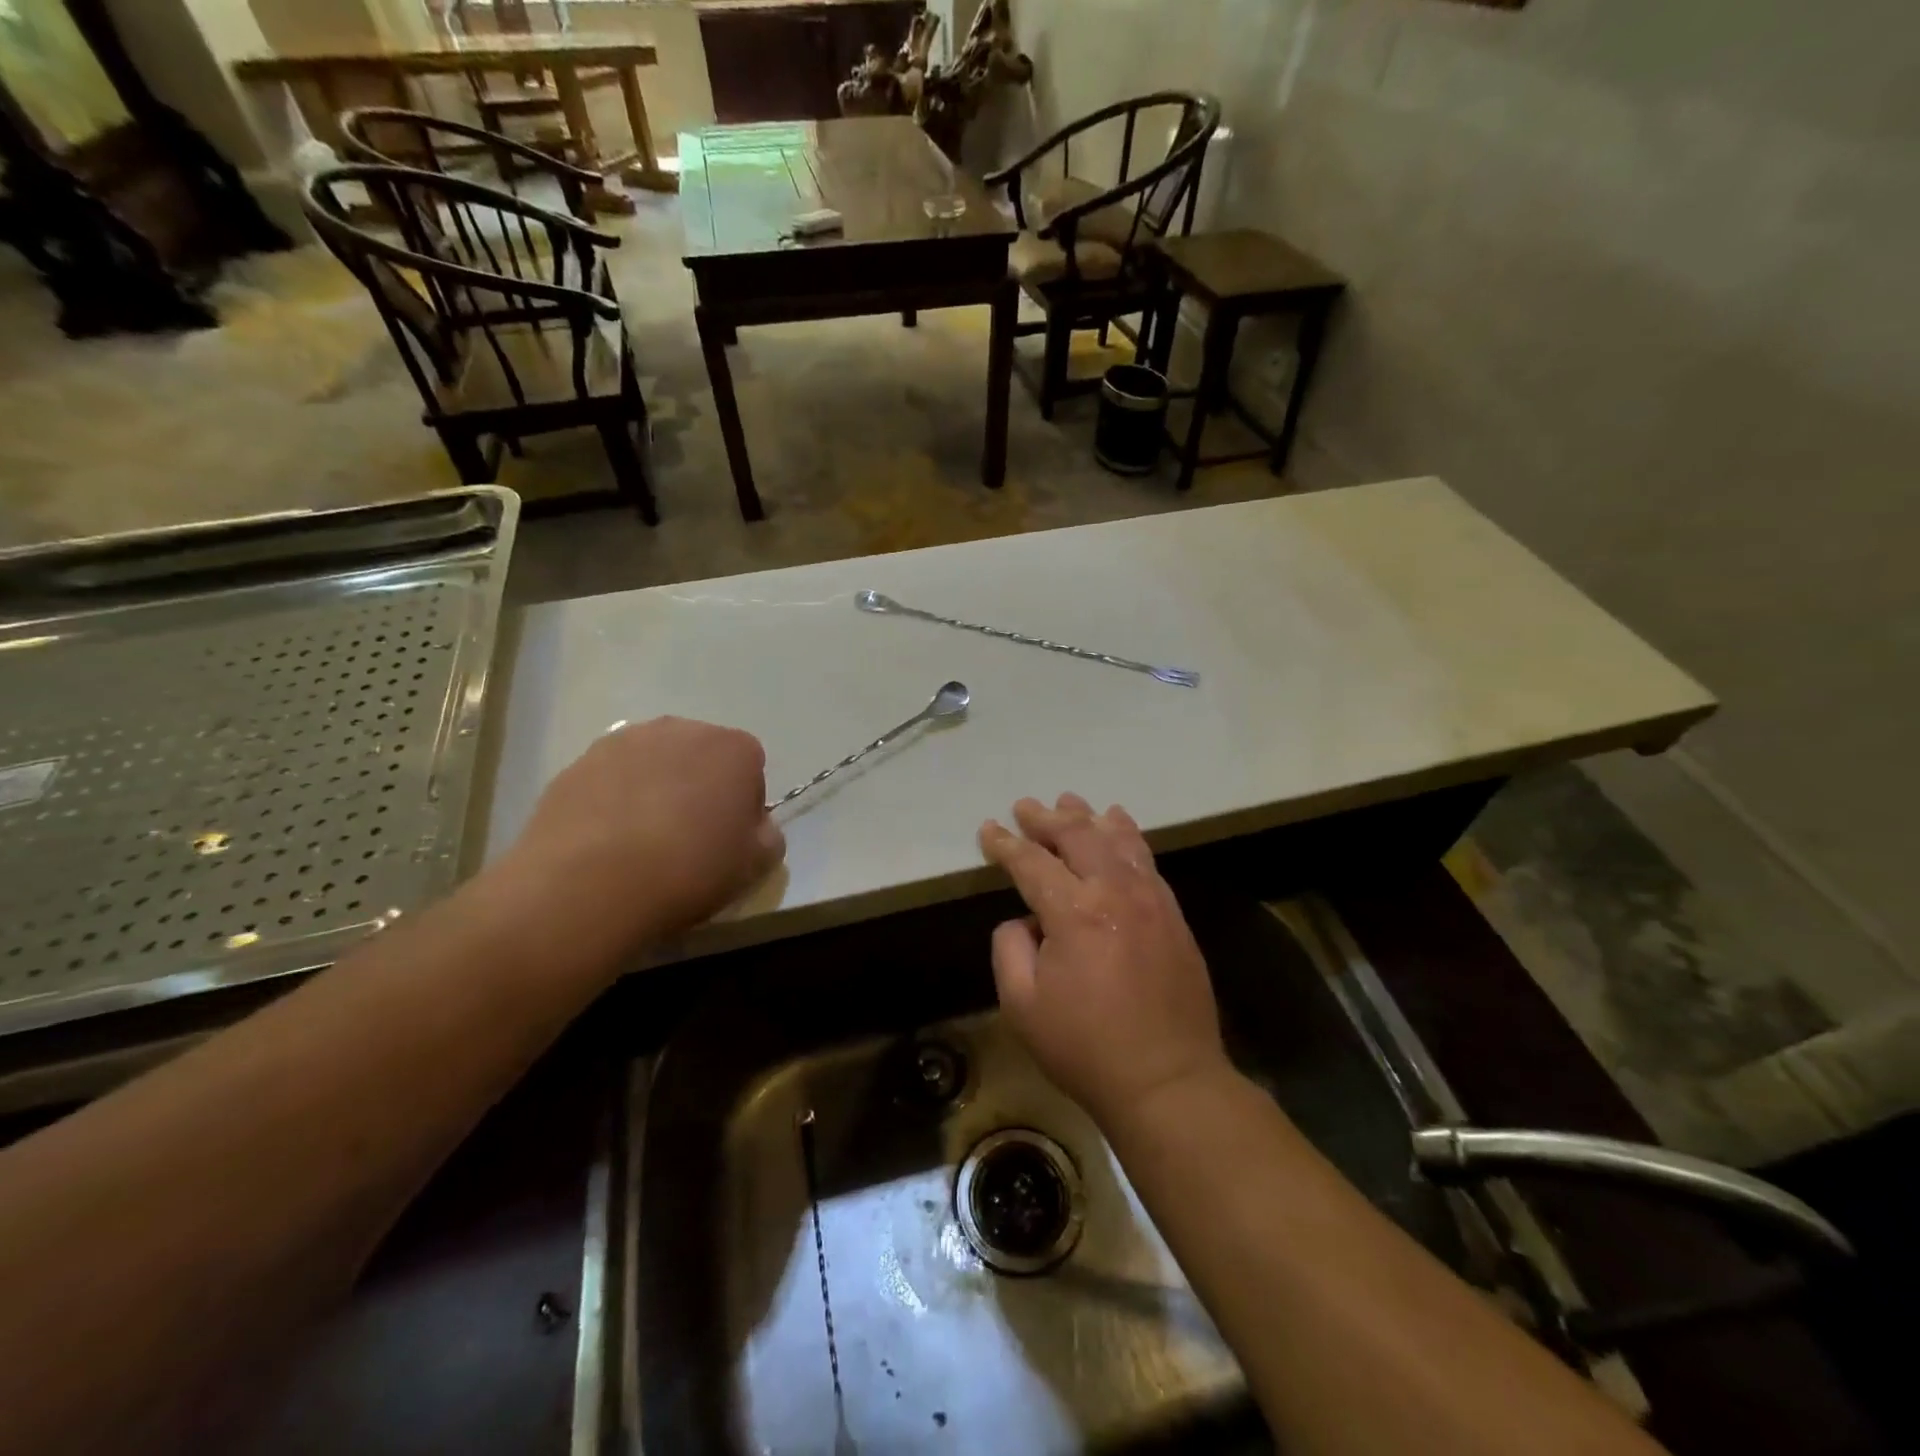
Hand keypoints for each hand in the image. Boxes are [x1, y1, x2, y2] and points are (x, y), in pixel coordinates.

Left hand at [505, 717, 783, 955]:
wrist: (589, 884)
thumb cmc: (689, 870)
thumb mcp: (756, 865)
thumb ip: (767, 835)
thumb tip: (753, 825)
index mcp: (733, 748)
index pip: (751, 768)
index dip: (743, 805)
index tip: (728, 839)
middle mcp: (681, 729)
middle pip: (700, 757)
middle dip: (698, 788)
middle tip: (687, 839)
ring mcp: (623, 741)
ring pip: (652, 764)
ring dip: (654, 790)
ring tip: (641, 842)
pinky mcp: (577, 763)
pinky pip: (610, 780)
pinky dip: (613, 801)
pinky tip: (606, 843)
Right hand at [979, 794, 1228, 1130]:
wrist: (1168, 1081)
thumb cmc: (1085, 1047)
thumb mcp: (1022, 1005)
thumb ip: (1010, 948)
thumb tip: (1025, 920)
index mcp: (1074, 912)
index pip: (1031, 863)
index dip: (1005, 845)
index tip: (989, 830)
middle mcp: (1115, 891)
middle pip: (1077, 836)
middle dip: (1046, 818)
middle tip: (1025, 807)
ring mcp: (1151, 899)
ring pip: (1117, 839)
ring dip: (1089, 817)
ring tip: (1070, 801)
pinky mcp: (1172, 914)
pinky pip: (1147, 859)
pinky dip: (1128, 835)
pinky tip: (1119, 825)